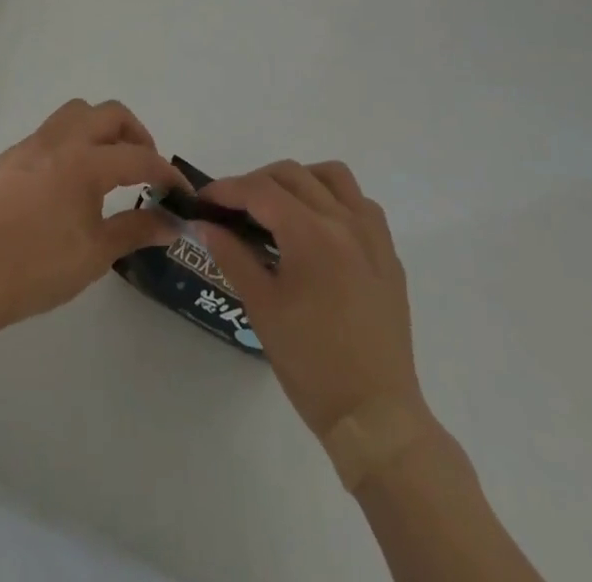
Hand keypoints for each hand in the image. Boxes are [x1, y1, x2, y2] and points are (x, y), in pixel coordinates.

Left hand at [0, 100, 184, 331]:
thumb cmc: (40, 267)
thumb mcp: (96, 253)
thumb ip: (136, 230)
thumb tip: (172, 224)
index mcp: (85, 162)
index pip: (138, 157)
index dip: (165, 172)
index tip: (179, 191)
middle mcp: (59, 141)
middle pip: (108, 113)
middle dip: (134, 133)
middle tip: (143, 165)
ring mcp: (29, 145)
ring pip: (74, 113)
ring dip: (99, 129)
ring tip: (107, 164)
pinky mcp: (7, 158)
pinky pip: (46, 136)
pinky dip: (68, 145)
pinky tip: (65, 182)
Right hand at [197, 162, 425, 437]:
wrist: (374, 416)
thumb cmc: (311, 364)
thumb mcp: (262, 308)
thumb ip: (232, 256)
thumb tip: (204, 224)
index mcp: (312, 234)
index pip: (261, 190)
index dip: (227, 189)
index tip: (203, 200)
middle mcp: (345, 222)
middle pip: (293, 175)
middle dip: (256, 182)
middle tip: (232, 208)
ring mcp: (372, 236)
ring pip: (333, 177)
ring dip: (300, 180)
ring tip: (278, 207)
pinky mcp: (388, 255)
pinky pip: (360, 204)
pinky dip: (333, 200)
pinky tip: (318, 228)